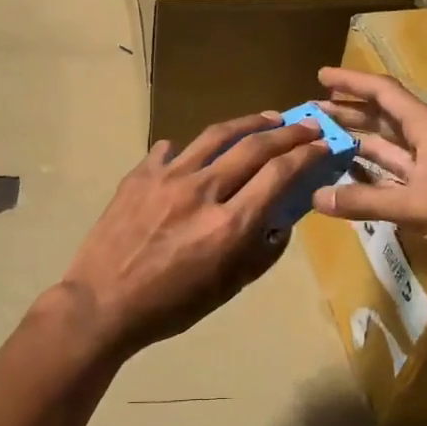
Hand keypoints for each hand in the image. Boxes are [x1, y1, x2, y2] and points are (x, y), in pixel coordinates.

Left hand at [59, 112, 328, 355]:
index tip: (324, 145)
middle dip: (289, 132)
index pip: (279, 174)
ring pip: (215, 135)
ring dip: (248, 123)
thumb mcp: (227, 289)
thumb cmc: (170, 306)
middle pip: (254, 146)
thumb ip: (261, 253)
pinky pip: (172, 149)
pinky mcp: (140, 174)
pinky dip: (192, 148)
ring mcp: (167, 177)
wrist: (102, 303)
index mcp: (228, 225)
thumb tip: (281, 222)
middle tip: (308, 125)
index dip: (307, 154)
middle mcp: (202, 191)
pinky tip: (197, 152)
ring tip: (268, 119)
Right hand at [311, 66, 426, 293]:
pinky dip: (369, 176)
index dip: (353, 82)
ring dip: (356, 143)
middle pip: (383, 119)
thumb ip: (366, 201)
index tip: (321, 76)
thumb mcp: (418, 206)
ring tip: (321, 142)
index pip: (385, 94)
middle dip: (349, 113)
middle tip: (312, 114)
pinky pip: (392, 178)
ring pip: (386, 149)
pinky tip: (347, 179)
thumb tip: (317, 197)